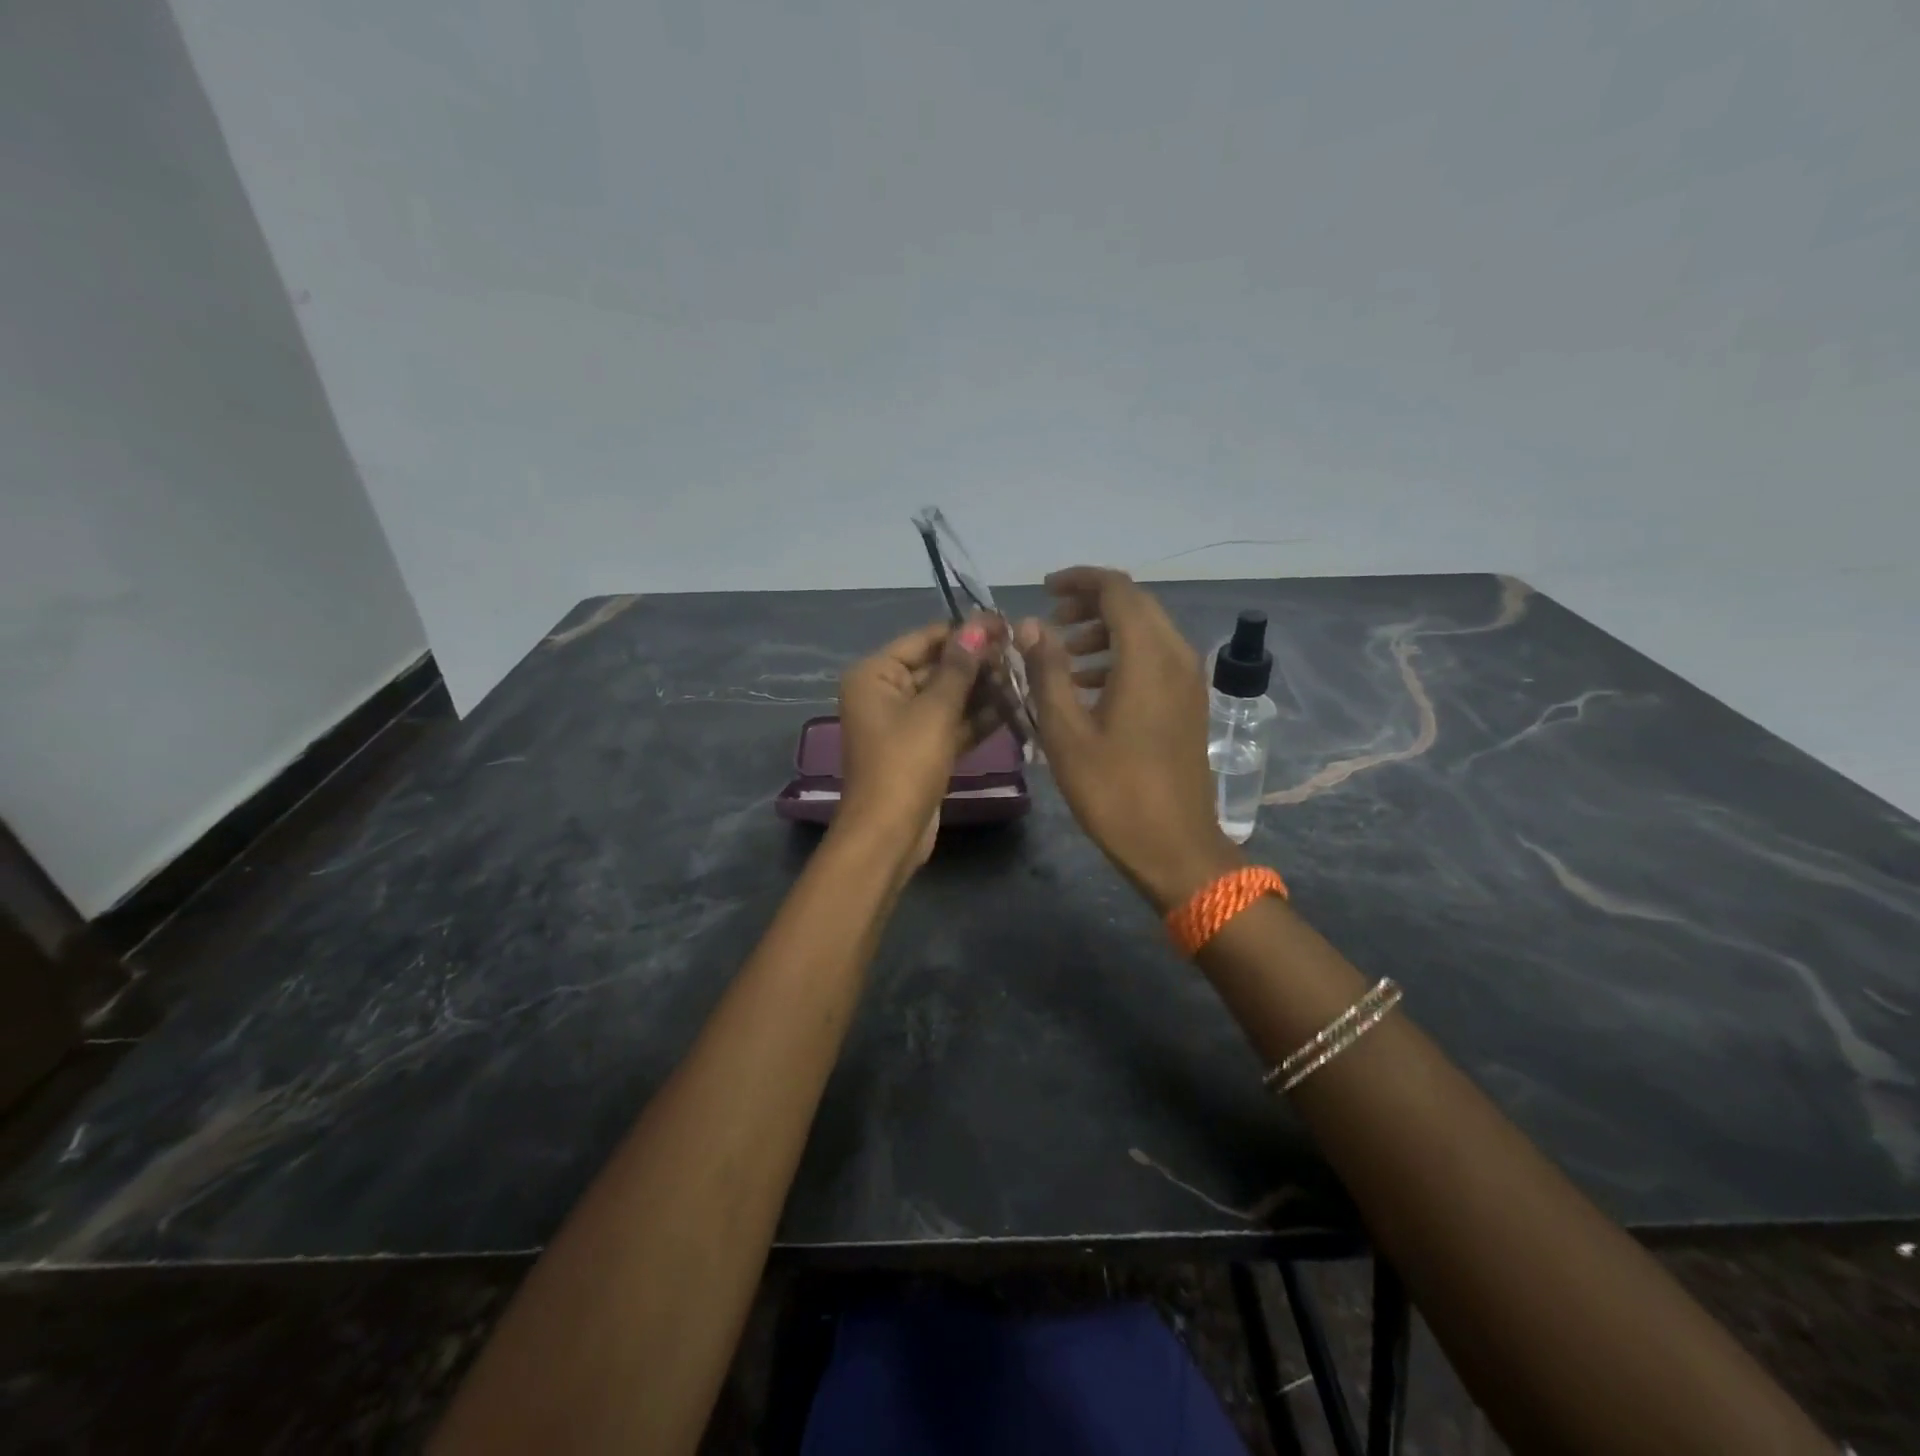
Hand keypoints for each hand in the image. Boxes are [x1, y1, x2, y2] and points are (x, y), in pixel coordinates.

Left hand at [836, 615, 1005, 866]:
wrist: (888, 834)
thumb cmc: (905, 763)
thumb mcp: (935, 710)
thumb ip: (959, 667)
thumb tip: (978, 624)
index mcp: (875, 674)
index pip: (925, 639)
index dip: (966, 631)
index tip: (1006, 623)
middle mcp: (885, 693)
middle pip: (937, 667)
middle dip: (978, 662)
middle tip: (1021, 653)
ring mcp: (903, 724)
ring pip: (948, 697)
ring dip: (983, 690)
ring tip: (1024, 677)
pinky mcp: (921, 750)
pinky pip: (951, 724)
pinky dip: (977, 718)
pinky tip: (1015, 707)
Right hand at [1016, 568, 1239, 909]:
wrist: (1174, 846)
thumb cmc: (1113, 791)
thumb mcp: (1066, 732)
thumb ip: (1047, 671)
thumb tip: (1031, 625)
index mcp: (1147, 657)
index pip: (1117, 590)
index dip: (1079, 580)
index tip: (1044, 589)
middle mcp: (1176, 656)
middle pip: (1135, 605)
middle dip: (1090, 603)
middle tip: (1050, 619)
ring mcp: (1188, 680)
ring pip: (1147, 631)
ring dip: (1105, 630)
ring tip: (1064, 652)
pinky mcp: (1189, 702)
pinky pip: (1155, 658)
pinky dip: (1121, 656)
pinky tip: (1089, 685)